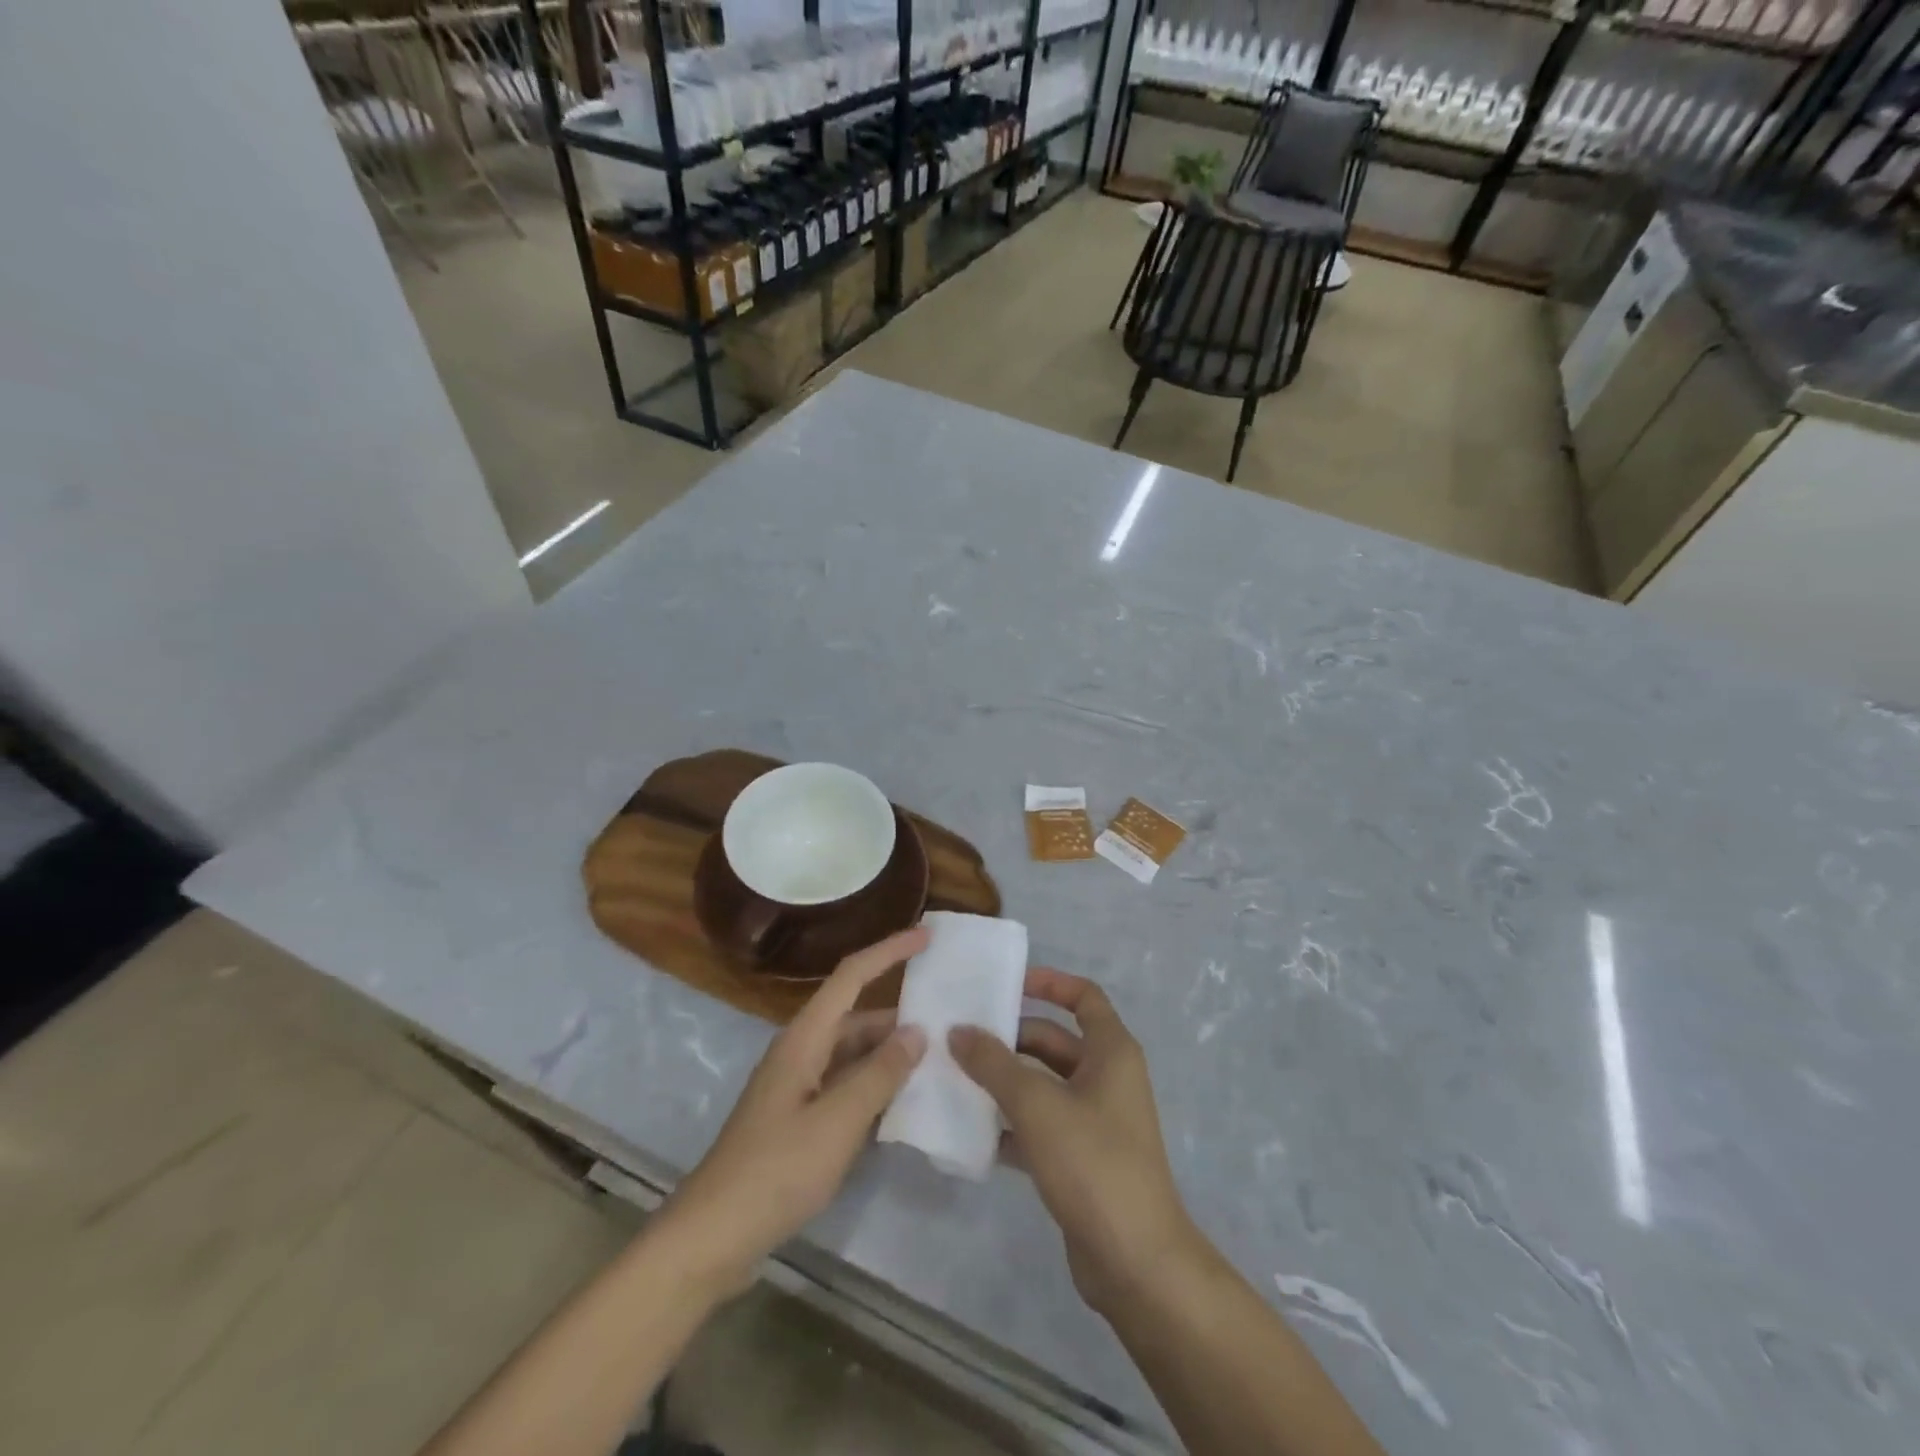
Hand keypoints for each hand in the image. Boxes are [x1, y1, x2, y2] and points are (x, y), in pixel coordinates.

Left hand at [657, 927, 929, 1294]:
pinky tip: (904, 1105)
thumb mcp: (838, 1121)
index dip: (889, 951)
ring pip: (852, 1055)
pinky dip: (874, 1088)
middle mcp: (801, 1053)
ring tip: (938, 1062)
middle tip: (949, 1019)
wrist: (713, 1237)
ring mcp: (798, 1088)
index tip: (926, 937)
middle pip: (856, 1017)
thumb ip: (880, 1074)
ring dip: (889, 1055)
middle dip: (899, 1015)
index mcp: (805, 1039)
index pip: (851, 976)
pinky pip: (845, 1088)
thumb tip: (917, 1031)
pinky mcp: (798, 1121)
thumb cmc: (776, 1170)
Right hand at [949, 969, 1198, 1314]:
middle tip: (960, 1037)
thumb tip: (958, 1030)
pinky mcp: (1082, 1159)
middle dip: (1010, 1038)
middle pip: (1054, 1041)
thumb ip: (994, 1064)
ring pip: (1044, 1085)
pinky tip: (972, 1132)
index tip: (1006, 984)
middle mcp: (1107, 1077)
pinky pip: (1041, 1125)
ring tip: (955, 1079)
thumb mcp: (1037, 1104)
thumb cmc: (1092, 1162)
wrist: (1136, 1262)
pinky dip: (1011, 1124)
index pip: (1083, 996)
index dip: (1048, 982)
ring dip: (1005, 1082)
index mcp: (1111, 1051)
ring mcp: (1096, 1121)